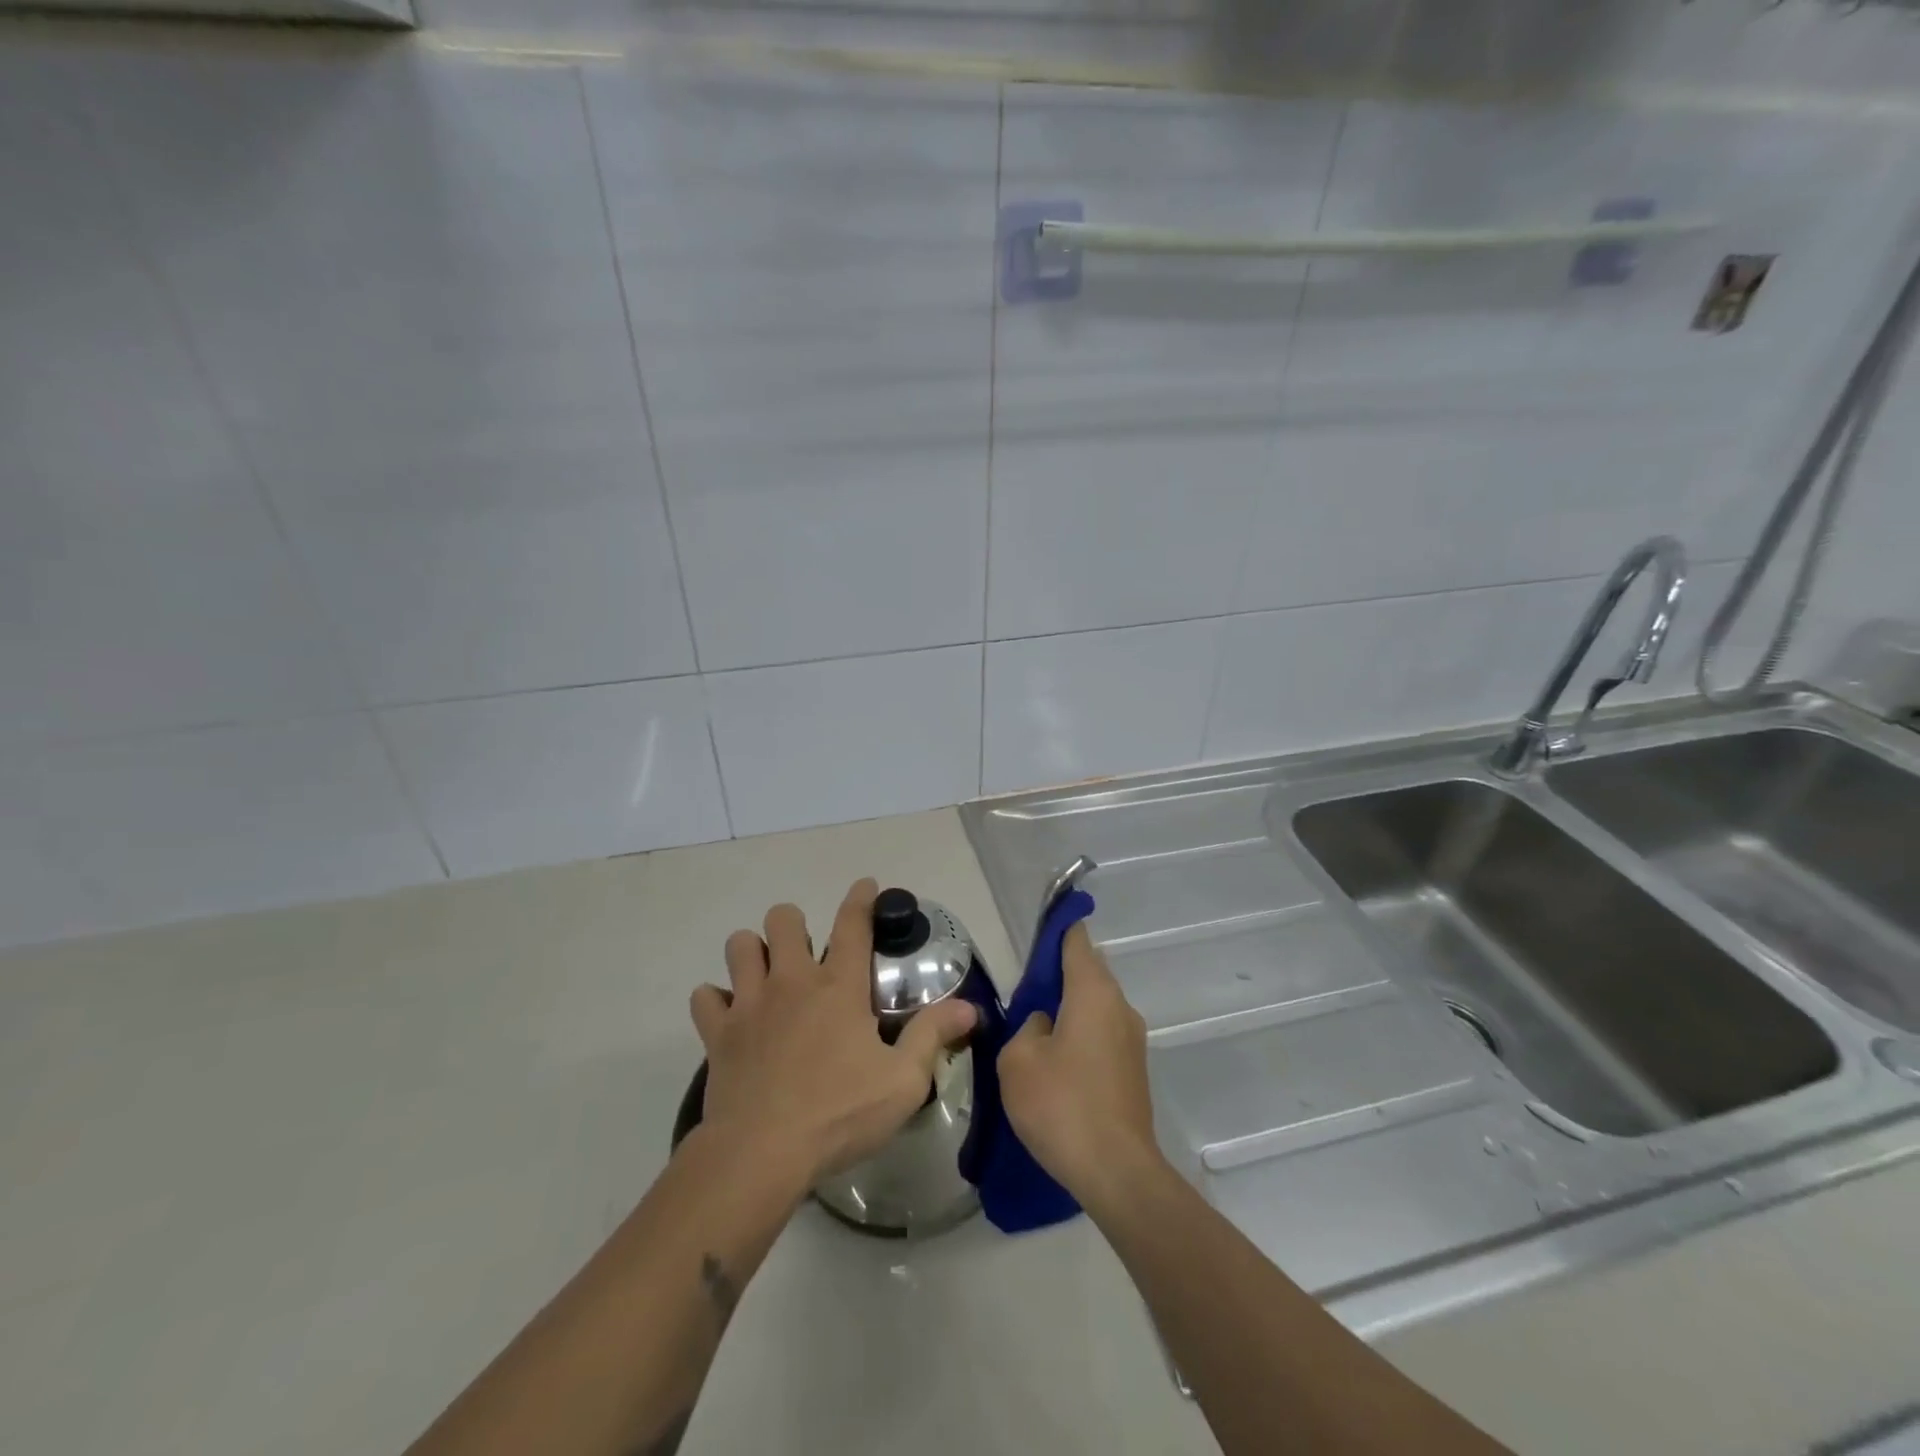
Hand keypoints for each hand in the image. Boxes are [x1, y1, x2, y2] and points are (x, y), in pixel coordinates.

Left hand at [689, 879, 977, 1190]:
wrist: (761, 1154)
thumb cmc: (839, 1114)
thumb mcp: (903, 1081)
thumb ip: (933, 1035)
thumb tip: (970, 1007)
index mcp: (839, 987)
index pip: (853, 925)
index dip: (860, 898)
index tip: (865, 885)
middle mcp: (792, 981)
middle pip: (783, 919)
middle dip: (793, 925)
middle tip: (805, 954)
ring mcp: (749, 1003)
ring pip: (739, 945)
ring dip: (752, 952)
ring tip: (766, 975)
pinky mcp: (718, 1032)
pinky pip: (706, 997)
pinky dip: (716, 1000)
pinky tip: (730, 1016)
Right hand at [997, 922, 1163, 1208]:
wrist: (1117, 1172)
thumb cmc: (1061, 1105)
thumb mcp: (1018, 1060)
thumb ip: (1026, 1027)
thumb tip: (1045, 1025)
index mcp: (1092, 992)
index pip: (1076, 940)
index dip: (1059, 926)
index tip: (1043, 923)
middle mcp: (1119, 1006)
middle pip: (1088, 971)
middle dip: (1058, 974)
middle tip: (1024, 993)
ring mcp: (1132, 1039)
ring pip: (1095, 1005)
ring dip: (1069, 1009)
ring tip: (1035, 1034)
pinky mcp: (1134, 1070)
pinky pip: (1102, 1034)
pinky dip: (1080, 1035)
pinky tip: (1057, 1065)